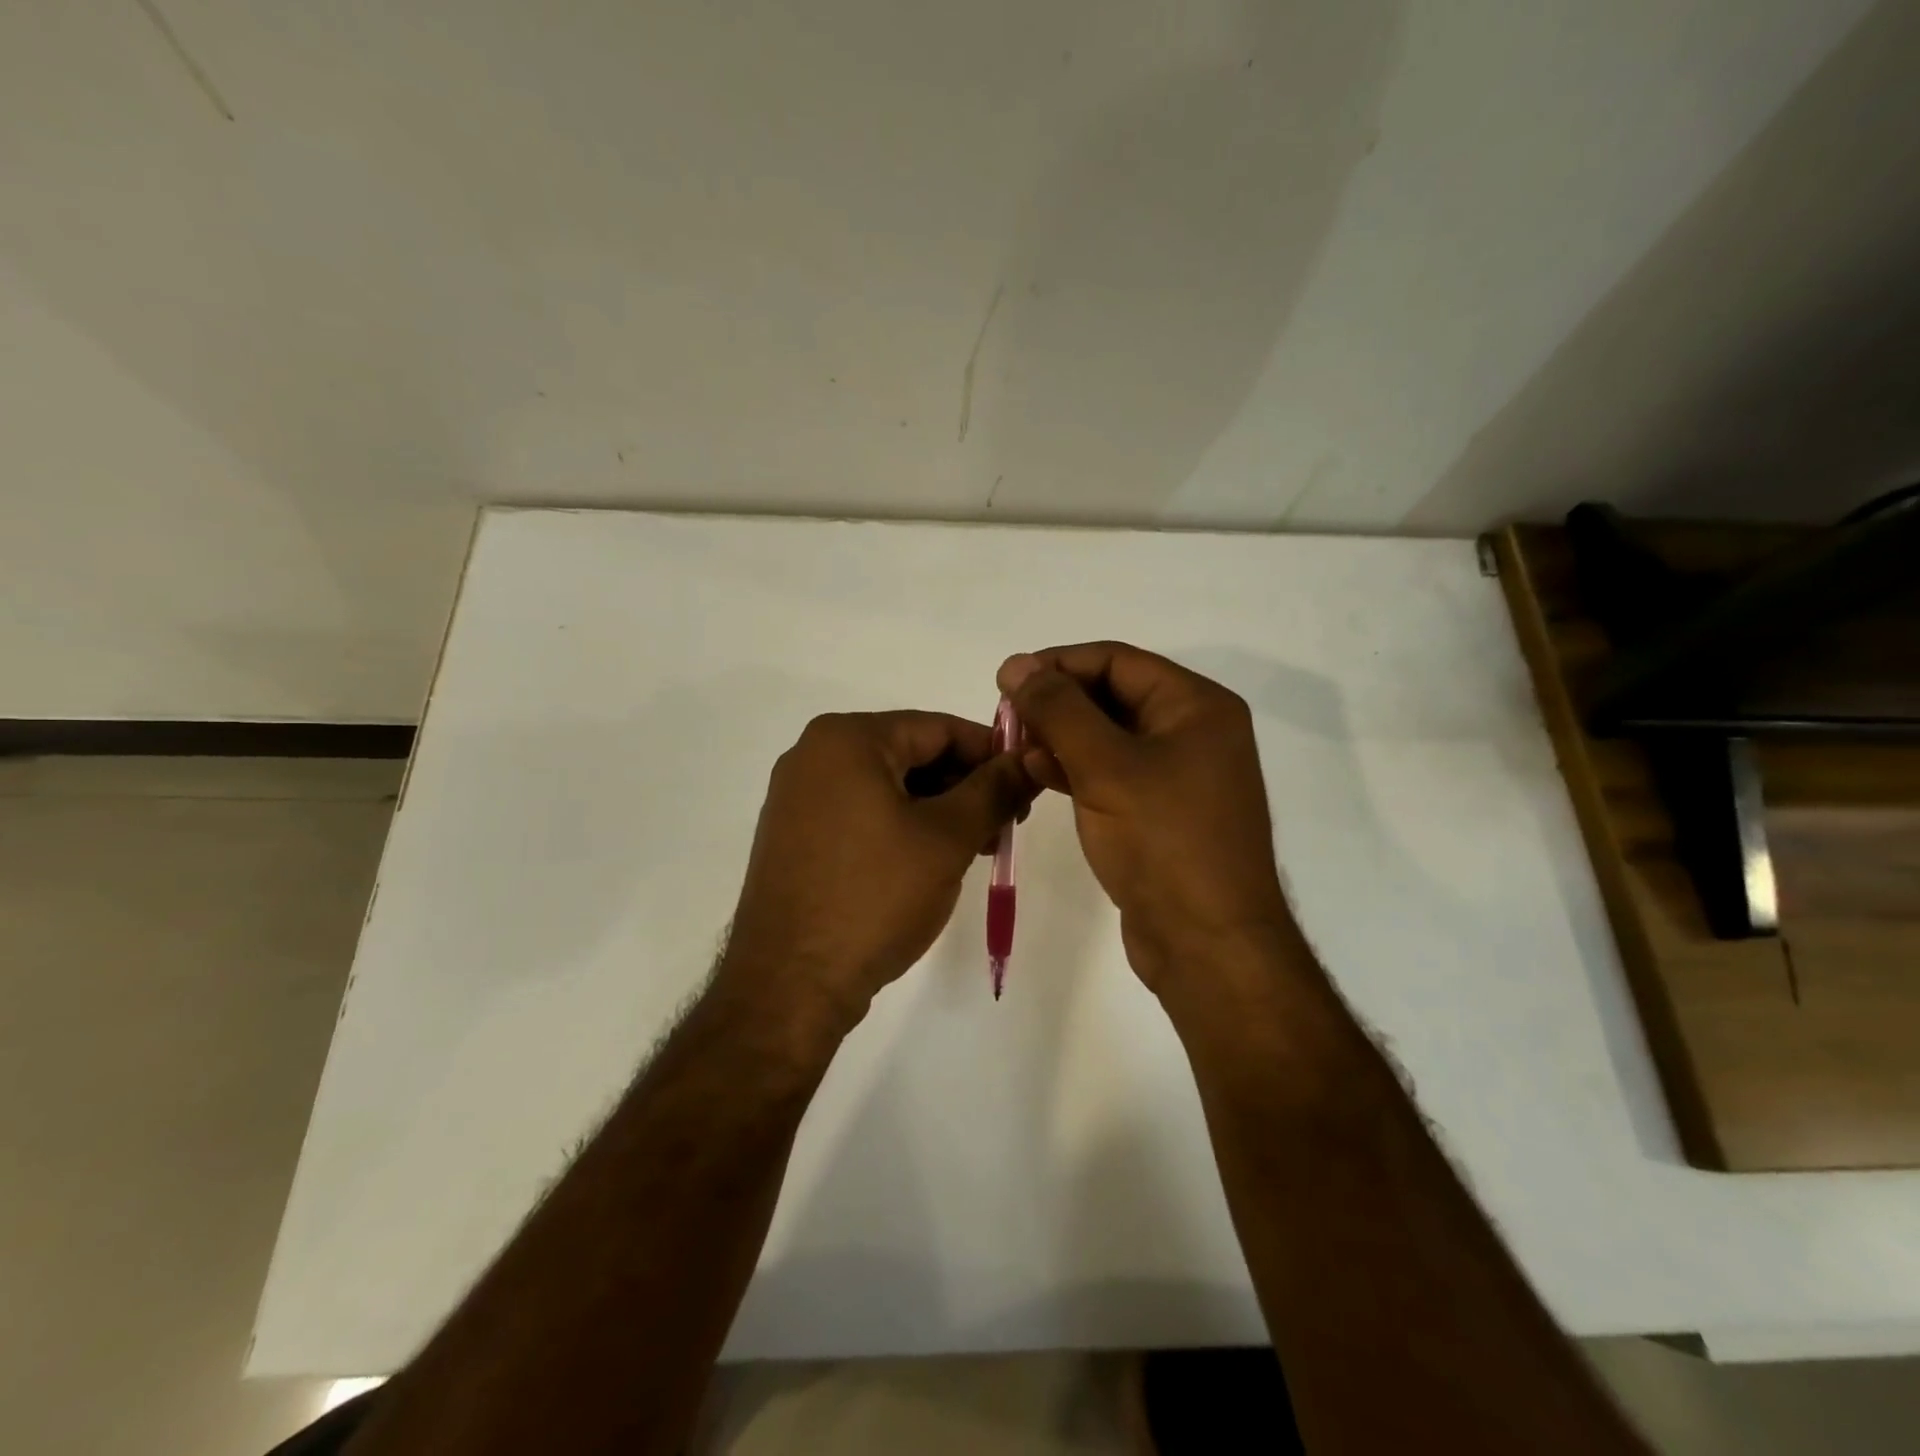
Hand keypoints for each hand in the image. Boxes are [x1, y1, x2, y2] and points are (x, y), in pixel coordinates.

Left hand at [718, 711, 1035, 1031]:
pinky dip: (903, 827)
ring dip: (938, 810)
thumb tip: (1026, 759)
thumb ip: (994, 790)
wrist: (789, 984)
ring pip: (889, 787)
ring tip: (978, 848)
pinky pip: (862, 813)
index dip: (991, 753)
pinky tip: (932, 861)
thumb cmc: (874, 896)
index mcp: (846, 738)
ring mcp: (799, 797)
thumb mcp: (948, 838)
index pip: (938, 727)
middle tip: (1006, 825)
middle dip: (965, 786)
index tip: (1027, 784)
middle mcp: (814, 755)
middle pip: (912, 754)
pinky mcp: (795, 835)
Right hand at [998, 643, 1294, 994]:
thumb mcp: (1106, 766)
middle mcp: (1193, 731)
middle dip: (1056, 703)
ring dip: (1059, 737)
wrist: (1207, 944)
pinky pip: (1111, 772)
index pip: (1117, 661)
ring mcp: (1177, 774)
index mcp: (1197, 706)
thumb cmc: (1163, 842)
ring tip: (1013, 747)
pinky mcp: (1159, 811)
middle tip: (1005, 718)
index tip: (1006, 680)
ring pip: (1106, 736)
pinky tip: (1035, 773)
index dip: (1058, 664)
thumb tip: (1016, 663)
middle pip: (1112, 695)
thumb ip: (1058, 710)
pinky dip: (1073, 768)